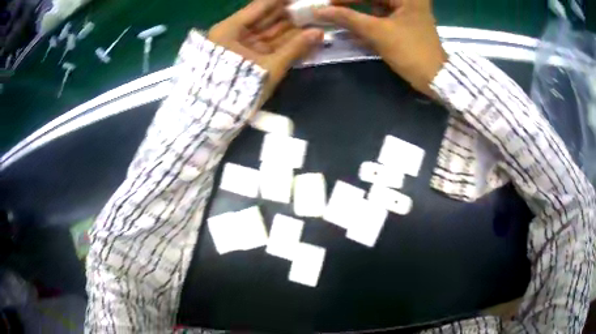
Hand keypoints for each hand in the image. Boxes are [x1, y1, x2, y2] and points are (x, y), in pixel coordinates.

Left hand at [208, 0, 323, 102]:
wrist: (210, 119)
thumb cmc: (235, 89)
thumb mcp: (267, 68)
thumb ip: (294, 48)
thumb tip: (318, 33)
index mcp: (231, 28)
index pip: (261, 5)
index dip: (283, 1)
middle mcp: (233, 34)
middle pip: (266, 18)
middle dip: (291, 15)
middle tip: (313, 11)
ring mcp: (239, 47)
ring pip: (268, 33)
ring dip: (290, 29)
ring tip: (314, 23)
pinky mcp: (244, 60)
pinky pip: (266, 46)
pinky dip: (283, 44)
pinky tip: (302, 39)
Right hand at [315, 0, 446, 96]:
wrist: (436, 79)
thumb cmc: (411, 51)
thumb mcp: (378, 32)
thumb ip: (348, 18)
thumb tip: (320, 11)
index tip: (327, 3)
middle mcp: (409, 1)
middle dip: (351, 4)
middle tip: (331, 9)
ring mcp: (408, 13)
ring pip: (376, 8)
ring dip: (358, 14)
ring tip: (338, 18)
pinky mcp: (406, 25)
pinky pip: (382, 19)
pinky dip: (368, 23)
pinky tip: (352, 29)